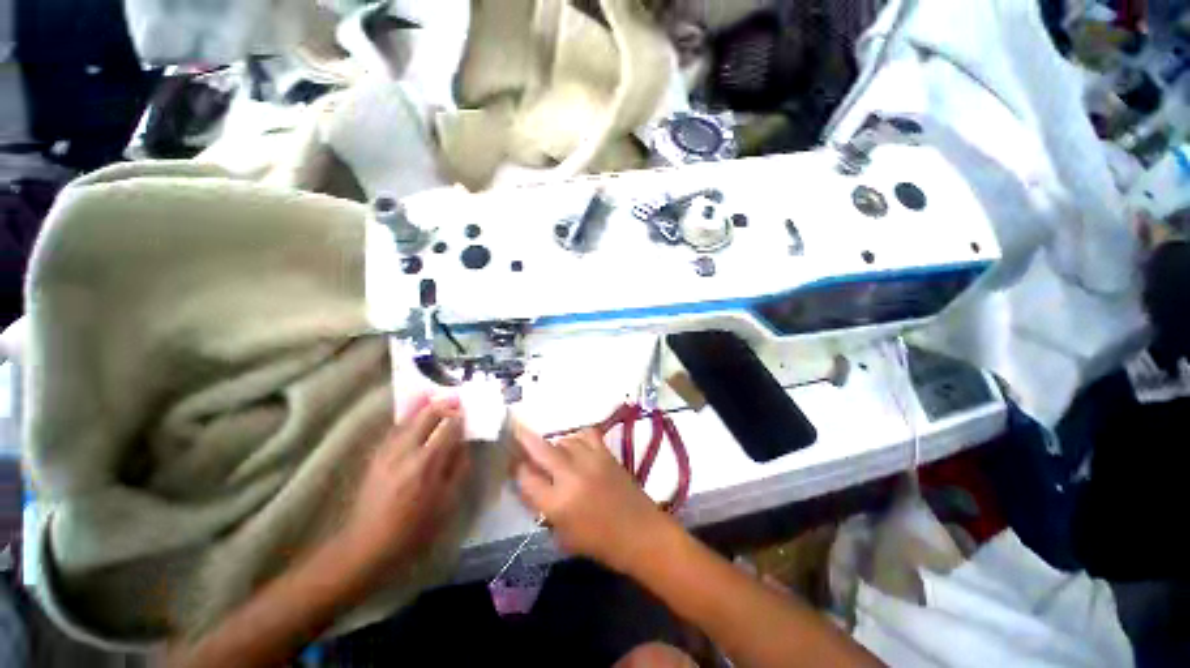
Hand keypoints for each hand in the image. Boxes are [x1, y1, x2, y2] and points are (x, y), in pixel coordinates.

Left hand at [340, 394, 470, 581]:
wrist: (366, 545)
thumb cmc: (413, 528)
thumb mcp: (446, 503)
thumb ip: (458, 470)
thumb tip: (465, 446)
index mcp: (427, 463)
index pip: (448, 428)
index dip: (460, 417)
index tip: (469, 411)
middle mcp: (406, 450)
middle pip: (427, 416)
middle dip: (444, 404)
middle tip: (456, 398)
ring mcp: (388, 451)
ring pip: (408, 419)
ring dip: (424, 407)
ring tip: (436, 397)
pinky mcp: (376, 456)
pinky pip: (395, 429)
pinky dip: (407, 419)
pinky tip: (413, 417)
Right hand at [512, 424, 673, 573]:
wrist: (640, 533)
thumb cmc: (600, 544)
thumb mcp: (563, 536)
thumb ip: (544, 509)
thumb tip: (530, 486)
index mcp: (557, 504)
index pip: (526, 478)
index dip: (515, 468)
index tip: (511, 461)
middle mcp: (571, 476)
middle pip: (540, 449)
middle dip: (523, 438)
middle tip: (515, 429)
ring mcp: (590, 460)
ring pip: (563, 440)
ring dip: (554, 444)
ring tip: (554, 452)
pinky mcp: (606, 453)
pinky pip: (586, 434)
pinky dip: (577, 437)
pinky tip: (576, 445)